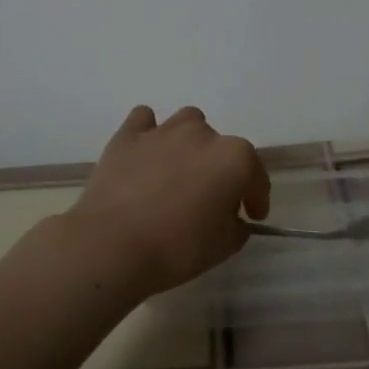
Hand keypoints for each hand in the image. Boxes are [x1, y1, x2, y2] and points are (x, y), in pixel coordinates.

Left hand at [68, 105, 270, 298]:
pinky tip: (146, 153)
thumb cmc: (177, 247)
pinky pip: (144, 120)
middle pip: (221, 147)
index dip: (256, 198)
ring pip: (187, 122)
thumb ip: (237, 226)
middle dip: (220, 170)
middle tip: (209, 199)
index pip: (256, 175)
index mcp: (234, 158)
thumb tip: (233, 217)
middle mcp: (202, 134)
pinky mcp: (128, 135)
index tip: (251, 215)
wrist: (112, 245)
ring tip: (179, 170)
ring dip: (190, 142)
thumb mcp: (224, 246)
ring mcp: (163, 131)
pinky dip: (149, 133)